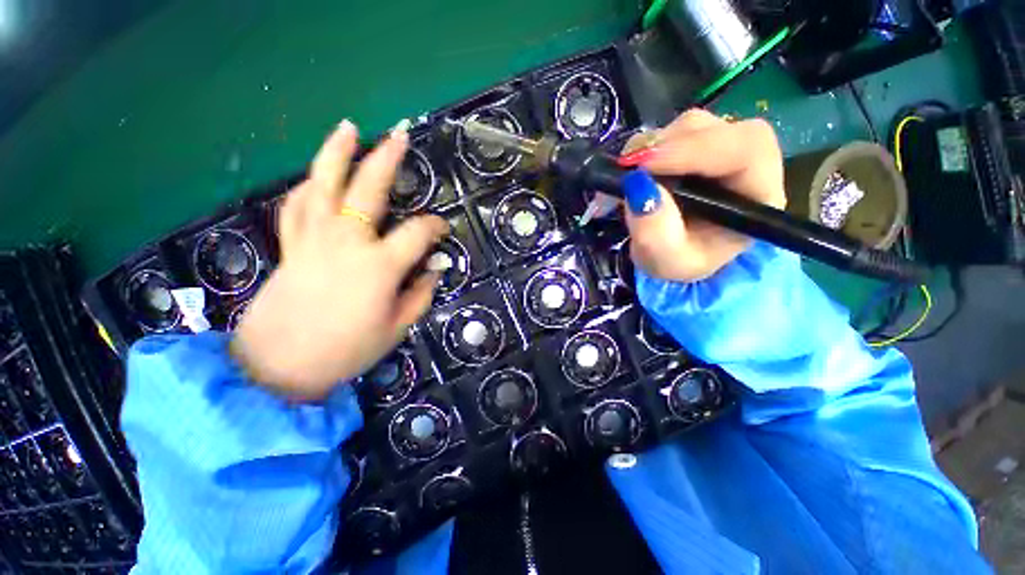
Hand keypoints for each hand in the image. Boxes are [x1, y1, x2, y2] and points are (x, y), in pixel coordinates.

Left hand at [231, 121, 448, 400]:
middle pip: (368, 189)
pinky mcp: (291, 246)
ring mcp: (313, 239)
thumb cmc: (347, 351)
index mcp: (379, 265)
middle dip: (387, 159)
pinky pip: (297, 206)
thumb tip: (433, 270)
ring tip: (348, 129)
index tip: (444, 228)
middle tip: (399, 135)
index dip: (436, 226)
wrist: (279, 367)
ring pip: (323, 184)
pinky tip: (316, 176)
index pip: (418, 233)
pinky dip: (308, 186)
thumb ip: (421, 294)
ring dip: (336, 153)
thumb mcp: (397, 327)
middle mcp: (347, 242)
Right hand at [622, 109, 785, 281]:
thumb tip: (638, 187)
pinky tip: (633, 174)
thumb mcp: (666, 260)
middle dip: (666, 147)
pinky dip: (643, 149)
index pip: (745, 150)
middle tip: (628, 172)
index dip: (694, 150)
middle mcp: (746, 163)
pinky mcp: (694, 145)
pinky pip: (668, 132)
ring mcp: (719, 148)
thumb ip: (654, 232)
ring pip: (689, 126)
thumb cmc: (680, 261)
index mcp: (758, 195)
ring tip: (628, 181)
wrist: (676, 256)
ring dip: (651, 149)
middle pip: (715, 129)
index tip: (644, 166)